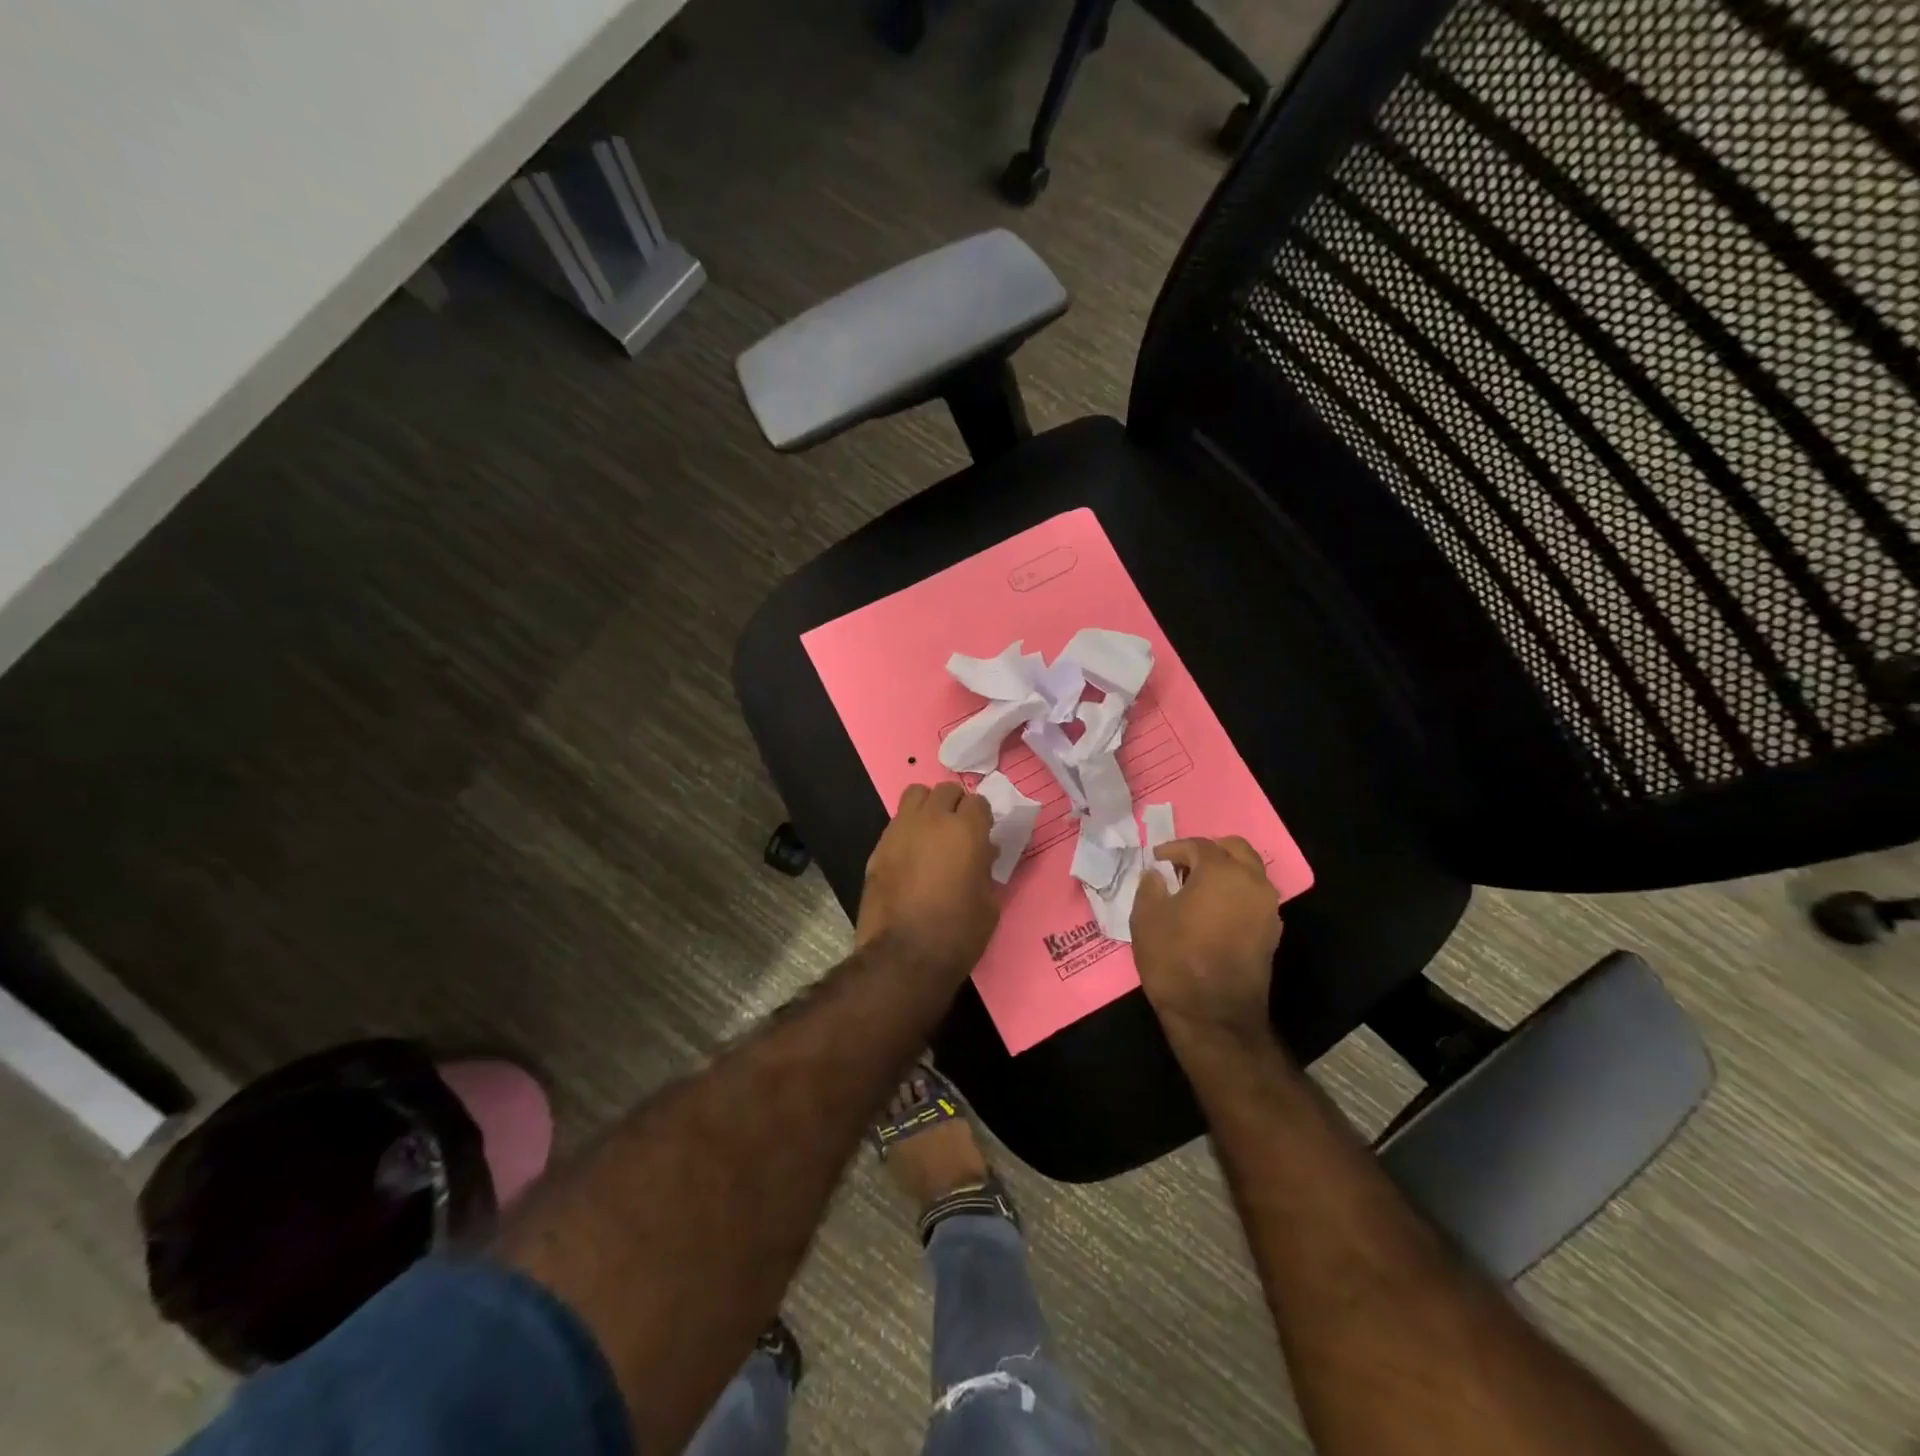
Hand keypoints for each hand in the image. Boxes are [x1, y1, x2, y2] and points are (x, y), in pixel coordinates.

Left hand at [855, 782, 999, 977]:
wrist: (903, 955)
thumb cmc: (958, 933)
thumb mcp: (989, 903)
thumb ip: (986, 868)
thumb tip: (982, 854)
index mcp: (966, 830)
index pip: (979, 802)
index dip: (982, 818)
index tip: (984, 835)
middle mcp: (932, 820)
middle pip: (946, 790)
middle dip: (956, 805)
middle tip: (959, 830)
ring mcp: (900, 830)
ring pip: (915, 795)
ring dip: (928, 807)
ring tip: (932, 832)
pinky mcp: (878, 847)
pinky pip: (896, 823)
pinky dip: (907, 830)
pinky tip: (911, 855)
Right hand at [1130, 836, 1281, 1044]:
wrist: (1214, 1016)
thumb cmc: (1175, 959)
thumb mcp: (1146, 918)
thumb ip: (1151, 887)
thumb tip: (1158, 875)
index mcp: (1222, 871)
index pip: (1198, 845)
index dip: (1174, 849)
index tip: (1157, 860)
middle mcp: (1252, 883)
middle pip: (1235, 849)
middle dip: (1209, 851)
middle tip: (1183, 865)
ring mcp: (1268, 909)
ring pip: (1249, 873)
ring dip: (1225, 872)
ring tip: (1196, 888)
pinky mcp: (1272, 933)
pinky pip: (1254, 898)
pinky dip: (1235, 894)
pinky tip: (1213, 911)